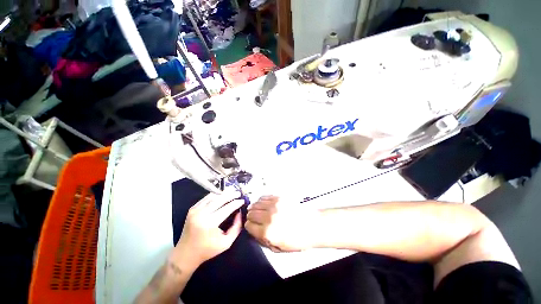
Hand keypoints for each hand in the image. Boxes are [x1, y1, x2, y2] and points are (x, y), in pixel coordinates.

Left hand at [171, 192, 243, 270]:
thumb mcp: (226, 243)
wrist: (185, 254)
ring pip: (213, 197)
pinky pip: (206, 198)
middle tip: (238, 193)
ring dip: (223, 194)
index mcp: (210, 223)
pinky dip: (215, 196)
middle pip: (220, 199)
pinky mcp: (192, 209)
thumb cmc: (207, 250)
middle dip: (231, 195)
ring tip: (231, 193)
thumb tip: (239, 213)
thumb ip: (236, 227)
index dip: (236, 203)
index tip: (243, 200)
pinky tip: (221, 196)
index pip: (227, 208)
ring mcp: (195, 210)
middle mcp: (201, 214)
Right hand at [245, 195, 319, 251]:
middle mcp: (268, 217)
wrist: (312, 225)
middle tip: (254, 218)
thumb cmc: (297, 239)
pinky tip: (264, 203)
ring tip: (258, 210)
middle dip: (251, 216)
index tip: (251, 225)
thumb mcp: (279, 248)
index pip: (248, 225)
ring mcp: (274, 205)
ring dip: (255, 207)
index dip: (249, 226)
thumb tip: (254, 232)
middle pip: (251, 213)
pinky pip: (264, 196)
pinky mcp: (279, 198)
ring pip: (256, 203)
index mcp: (267, 232)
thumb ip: (263, 241)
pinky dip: (261, 200)